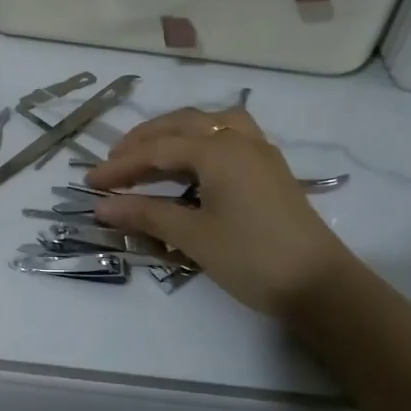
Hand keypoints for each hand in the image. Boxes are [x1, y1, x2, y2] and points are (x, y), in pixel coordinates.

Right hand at [87, 107, 357, 321]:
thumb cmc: (252, 257)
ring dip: (176, 133)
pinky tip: (193, 165)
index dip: (120, 165)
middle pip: (182, 125)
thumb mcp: (193, 236)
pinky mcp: (271, 170)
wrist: (321, 286)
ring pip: (211, 124)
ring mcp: (260, 153)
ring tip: (152, 153)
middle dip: (144, 140)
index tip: (89, 182)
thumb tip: (101, 205)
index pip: (157, 149)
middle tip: (115, 162)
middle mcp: (240, 140)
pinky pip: (230, 138)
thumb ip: (145, 213)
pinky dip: (202, 142)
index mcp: (219, 150)